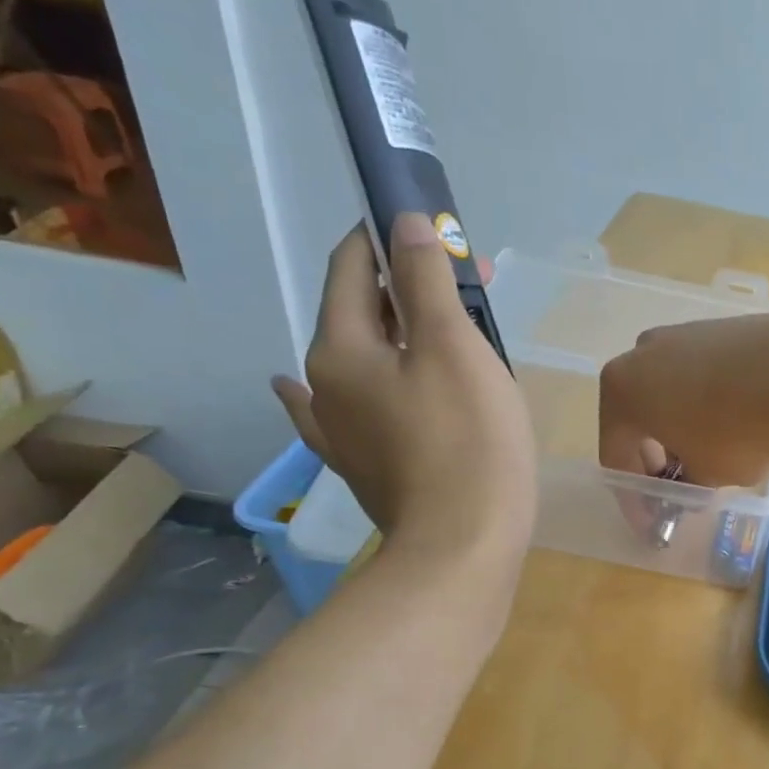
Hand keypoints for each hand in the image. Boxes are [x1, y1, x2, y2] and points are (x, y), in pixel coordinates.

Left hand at [273, 216, 535, 573]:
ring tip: (440, 331)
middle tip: (466, 286)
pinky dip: (342, 389)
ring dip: (398, 336)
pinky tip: (300, 390)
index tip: (429, 226)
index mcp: (341, 348)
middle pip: (361, 313)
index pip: (351, 266)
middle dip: (409, 288)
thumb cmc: (468, 440)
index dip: (386, 236)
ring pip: (364, 361)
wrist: (464, 546)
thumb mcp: (453, 347)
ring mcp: (340, 432)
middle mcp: (324, 384)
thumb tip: (405, 223)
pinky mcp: (364, 467)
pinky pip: (349, 411)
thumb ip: (427, 281)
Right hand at [597, 302, 768, 488]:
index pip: (616, 456)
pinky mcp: (721, 327)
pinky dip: (708, 402)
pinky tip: (735, 421)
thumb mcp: (707, 475)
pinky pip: (702, 375)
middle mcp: (642, 354)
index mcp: (621, 391)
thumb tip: (692, 479)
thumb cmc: (737, 431)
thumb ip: (688, 482)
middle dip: (655, 458)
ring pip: (670, 393)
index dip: (634, 496)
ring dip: (680, 427)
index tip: (654, 521)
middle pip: (639, 418)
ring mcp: (682, 334)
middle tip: (680, 486)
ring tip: (710, 455)